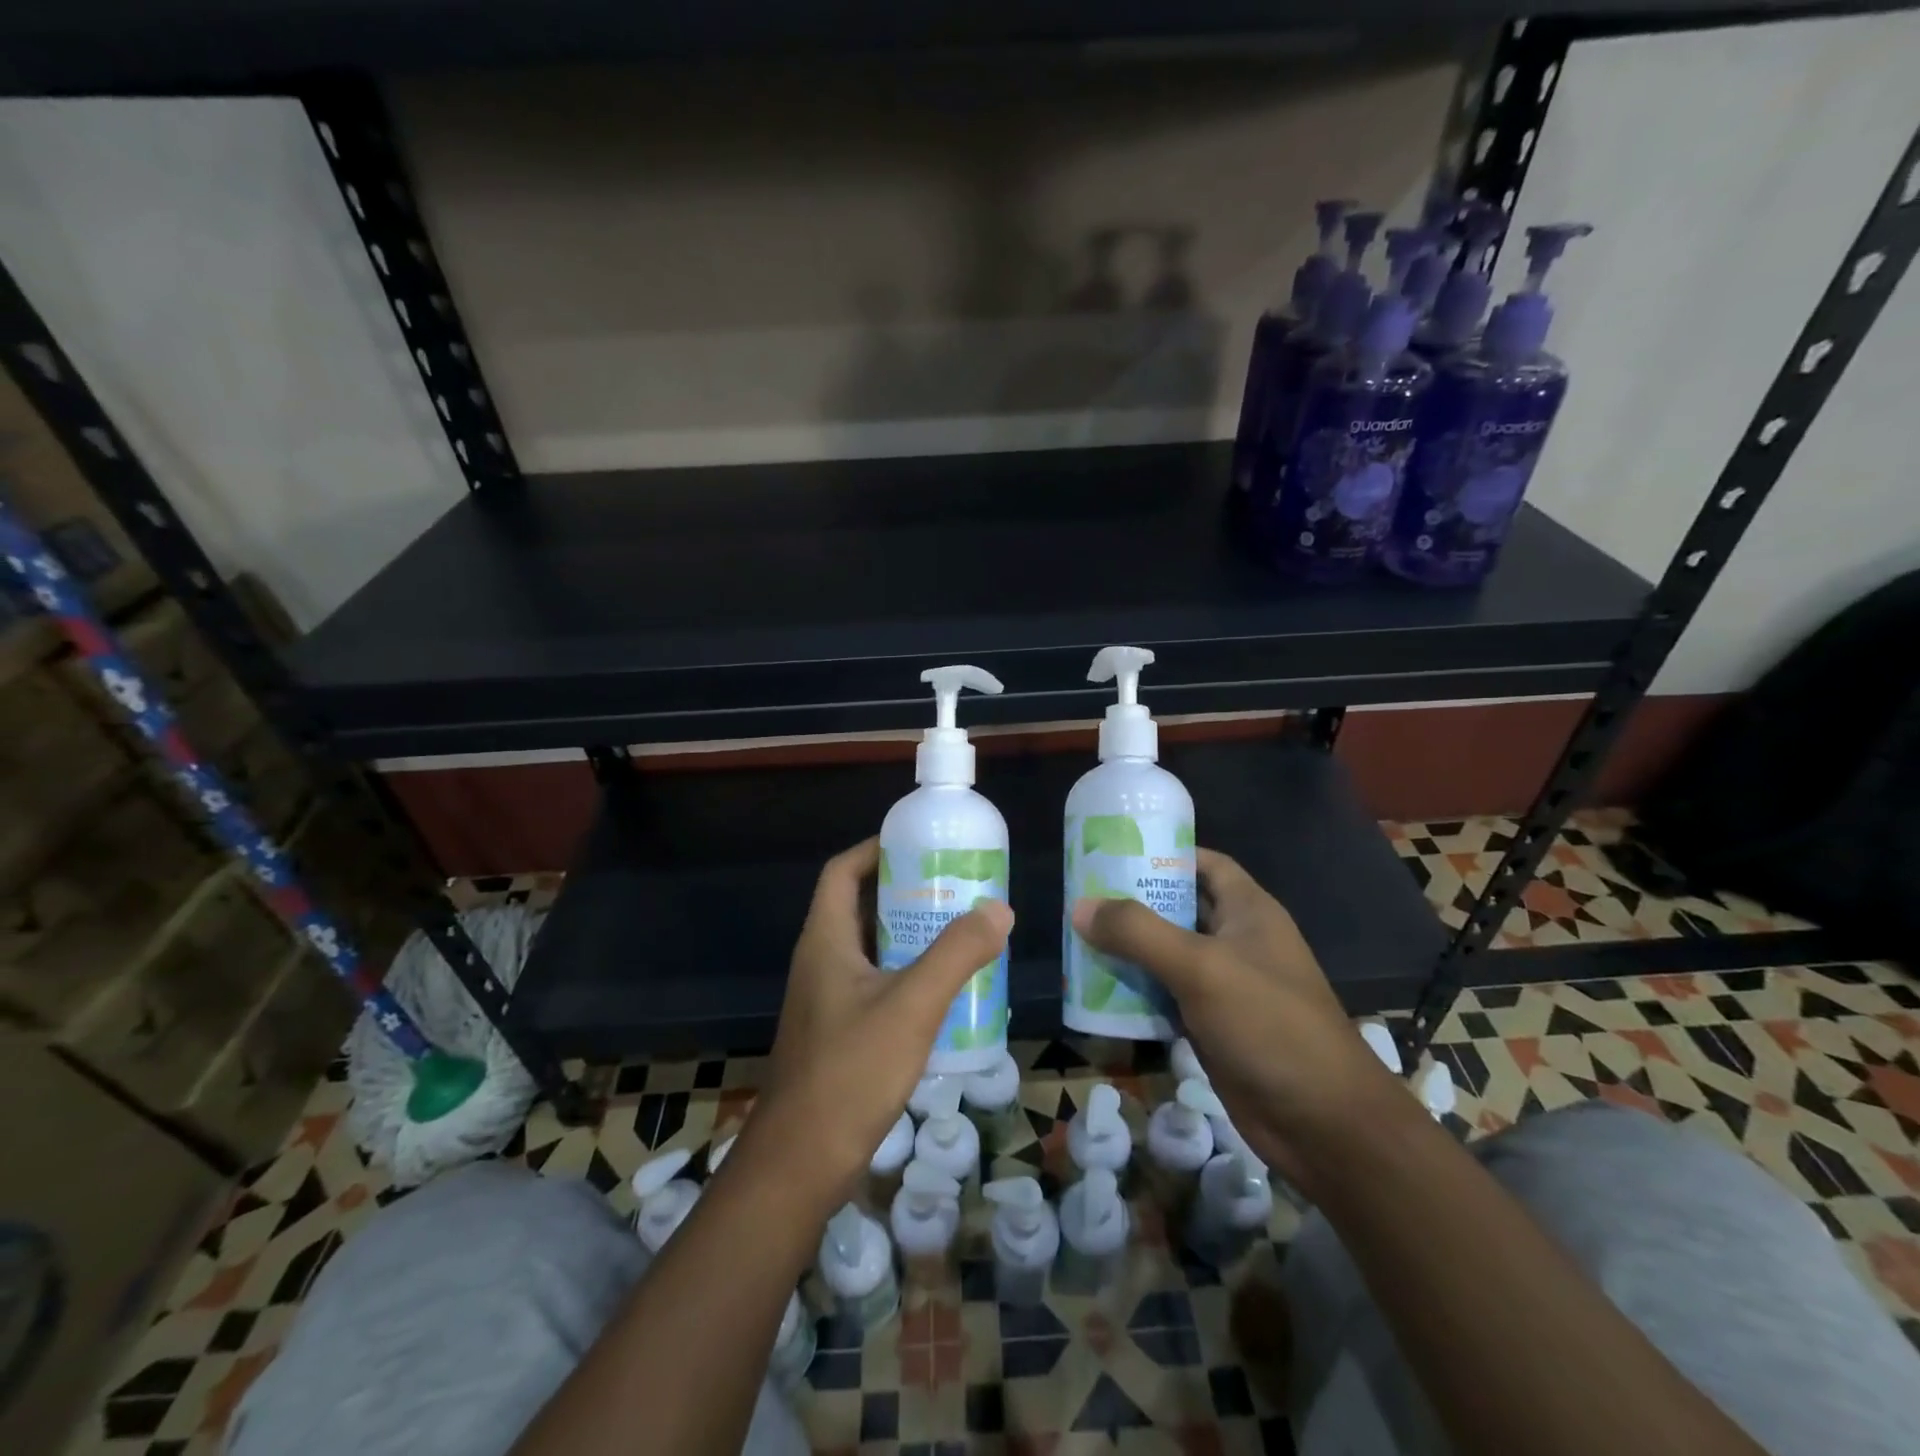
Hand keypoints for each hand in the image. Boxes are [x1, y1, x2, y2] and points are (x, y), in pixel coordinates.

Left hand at [753, 837, 1013, 1205]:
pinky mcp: (837, 1031)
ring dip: (908, 934)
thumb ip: (956, 953)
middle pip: (859, 905)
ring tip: (958, 930)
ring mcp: (826, 999)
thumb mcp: (912, 1006)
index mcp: (825, 940)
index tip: (919, 844)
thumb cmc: (850, 1072)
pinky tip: (943, 990)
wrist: (800, 1163)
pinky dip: (905, 972)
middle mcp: (820, 961)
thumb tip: (998, 908)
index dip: (875, 849)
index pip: (842, 871)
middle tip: (953, 887)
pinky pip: (874, 982)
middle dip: (903, 890)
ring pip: (869, 947)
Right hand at [1071, 848, 1405, 1197]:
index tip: (1113, 850)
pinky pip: (1166, 995)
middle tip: (1082, 896)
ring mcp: (1224, 985)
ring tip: (1078, 937)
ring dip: (1128, 948)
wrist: (1324, 1125)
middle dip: (1133, 902)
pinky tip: (1097, 990)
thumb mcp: (1201, 968)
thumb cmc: (1270, 1026)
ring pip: (1167, 954)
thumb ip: (1139, 933)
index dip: (1164, 852)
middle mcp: (1236, 940)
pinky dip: (1135, 990)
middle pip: (1178, 907)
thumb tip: (1080, 906)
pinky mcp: (1212, 1024)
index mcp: (1248, 911)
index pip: (1203, 863)